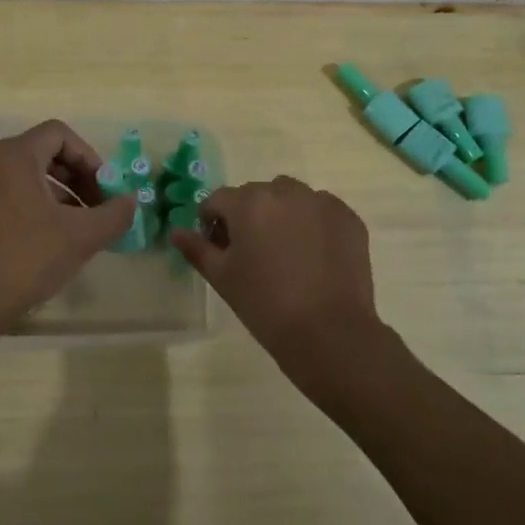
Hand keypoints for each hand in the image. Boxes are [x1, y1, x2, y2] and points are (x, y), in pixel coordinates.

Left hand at [0, 120, 133, 337]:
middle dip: (78, 178)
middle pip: (44, 154)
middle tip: (97, 208)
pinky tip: (52, 243)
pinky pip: (12, 197)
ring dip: (61, 196)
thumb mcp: (81, 236)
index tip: (105, 189)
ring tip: (79, 229)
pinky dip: (38, 208)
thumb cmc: (26, 258)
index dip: (89, 156)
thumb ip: (114, 214)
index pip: (60, 133)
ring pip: (29, 178)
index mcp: (16, 156)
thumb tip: (131, 202)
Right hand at [170, 177, 381, 392]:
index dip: (212, 222)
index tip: (218, 247)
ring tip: (285, 251)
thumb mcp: (222, 278)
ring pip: (290, 197)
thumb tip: (175, 232)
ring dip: (281, 214)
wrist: (328, 332)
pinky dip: (312, 223)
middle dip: (248, 216)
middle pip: (256, 195)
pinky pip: (321, 210)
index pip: (218, 200)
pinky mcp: (348, 218)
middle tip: (252, 252)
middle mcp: (286, 192)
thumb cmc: (264, 304)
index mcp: (249, 203)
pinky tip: (313, 255)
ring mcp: (321, 202)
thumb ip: (196, 249)